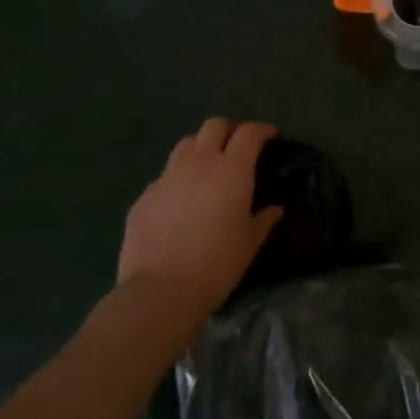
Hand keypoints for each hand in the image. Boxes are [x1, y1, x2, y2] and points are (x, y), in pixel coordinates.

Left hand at [117, 119, 283, 319]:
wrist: (159, 292)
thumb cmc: (216, 265)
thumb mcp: (249, 244)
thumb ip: (263, 220)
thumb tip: (275, 209)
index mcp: (231, 170)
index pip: (248, 133)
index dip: (262, 130)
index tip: (271, 137)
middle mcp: (199, 164)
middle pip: (213, 126)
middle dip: (229, 131)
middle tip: (237, 149)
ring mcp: (167, 178)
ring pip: (186, 145)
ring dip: (201, 148)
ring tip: (207, 169)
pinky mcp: (144, 196)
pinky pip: (164, 177)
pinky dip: (177, 180)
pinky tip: (180, 203)